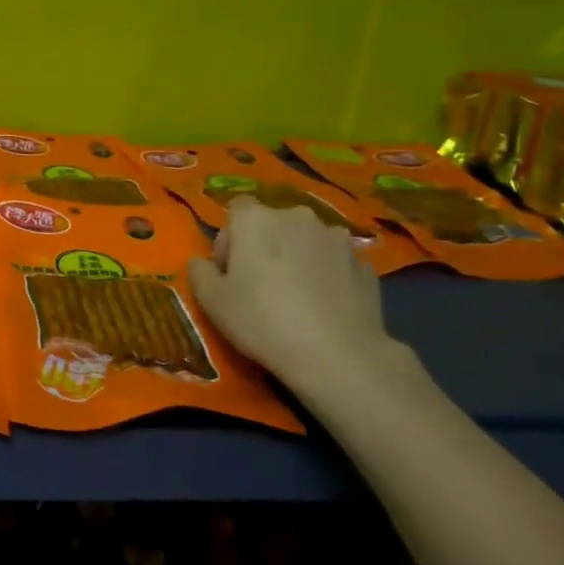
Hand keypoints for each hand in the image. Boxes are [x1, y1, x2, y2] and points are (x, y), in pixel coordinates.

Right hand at [188, 199, 421, 405]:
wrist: (337, 355)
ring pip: (306, 241)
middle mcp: (297, 216)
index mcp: (256, 219)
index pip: (236, 209)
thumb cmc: (262, 320)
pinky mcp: (364, 263)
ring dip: (297, 258)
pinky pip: (334, 262)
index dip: (229, 237)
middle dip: (264, 246)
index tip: (229, 271)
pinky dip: (326, 275)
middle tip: (259, 285)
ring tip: (297, 296)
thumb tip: (203, 263)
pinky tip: (324, 307)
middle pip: (272, 223)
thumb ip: (199, 272)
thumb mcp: (211, 301)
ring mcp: (336, 238)